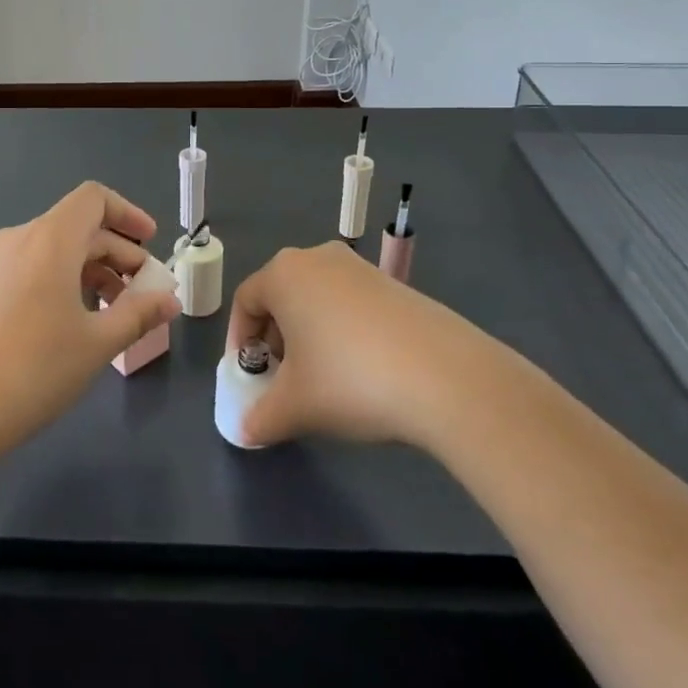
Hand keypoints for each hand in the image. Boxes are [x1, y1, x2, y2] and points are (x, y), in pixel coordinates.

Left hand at [0, 181, 180, 472]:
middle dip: (118, 254)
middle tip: (144, 295)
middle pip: (78, 228)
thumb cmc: (33, 370)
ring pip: (55, 251)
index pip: (93, 199)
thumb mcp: (96, 343)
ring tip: (114, 315)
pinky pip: (33, 269)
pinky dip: (63, 282)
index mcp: (49, 239)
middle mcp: (19, 239)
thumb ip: (139, 314)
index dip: (128, 214)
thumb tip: (171, 299)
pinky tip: (74, 324)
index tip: (151, 244)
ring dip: (92, 271)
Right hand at [226, 241, 480, 448]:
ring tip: (323, 380)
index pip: (245, 301)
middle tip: (283, 380)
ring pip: (317, 300)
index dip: (240, 341)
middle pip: (281, 296)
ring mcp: (360, 267)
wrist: (447, 377)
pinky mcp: (394, 284)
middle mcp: (318, 258)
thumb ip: (260, 417)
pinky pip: (350, 304)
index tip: (249, 377)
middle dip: (275, 339)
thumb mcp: (296, 407)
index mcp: (284, 274)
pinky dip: (342, 332)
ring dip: (309, 336)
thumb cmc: (350, 380)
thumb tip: (246, 429)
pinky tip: (362, 371)